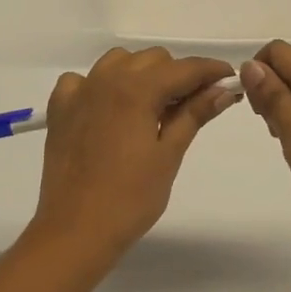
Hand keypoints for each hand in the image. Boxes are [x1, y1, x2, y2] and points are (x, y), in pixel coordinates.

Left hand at [31, 47, 238, 260]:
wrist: (74, 232)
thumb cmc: (130, 199)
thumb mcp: (169, 155)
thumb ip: (194, 114)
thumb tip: (223, 90)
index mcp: (137, 89)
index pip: (184, 68)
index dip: (211, 71)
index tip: (230, 80)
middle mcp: (106, 79)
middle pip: (153, 59)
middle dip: (177, 75)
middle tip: (193, 104)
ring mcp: (79, 92)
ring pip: (118, 61)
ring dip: (140, 74)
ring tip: (152, 106)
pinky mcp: (60, 109)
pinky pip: (83, 80)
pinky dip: (100, 86)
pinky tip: (108, 110)